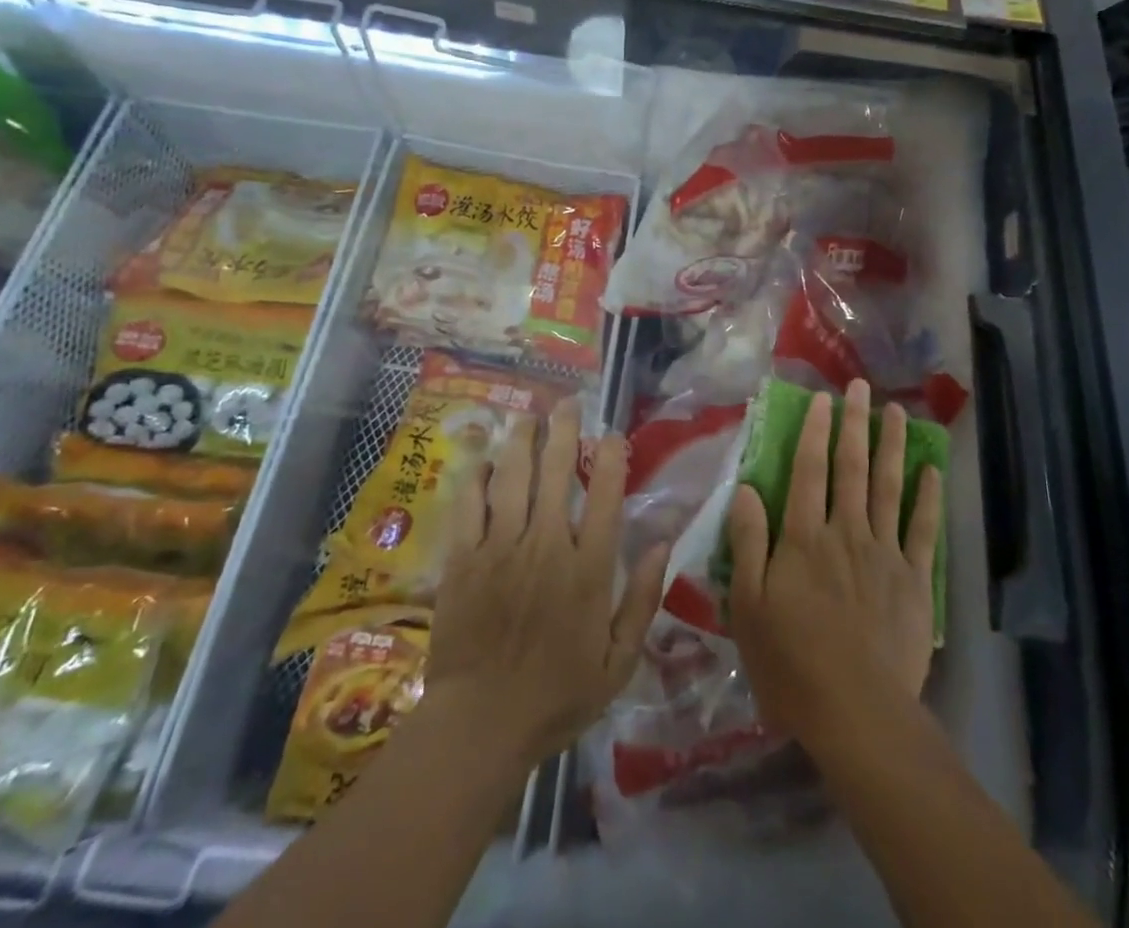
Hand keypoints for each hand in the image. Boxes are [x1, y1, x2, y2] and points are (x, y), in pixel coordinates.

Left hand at [425, 399, 668, 766]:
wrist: (480, 726)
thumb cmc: (557, 696)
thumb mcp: (619, 661)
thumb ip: (643, 599)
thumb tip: (664, 543)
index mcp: (588, 568)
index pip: (605, 495)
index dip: (610, 458)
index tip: (612, 434)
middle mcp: (546, 545)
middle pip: (556, 471)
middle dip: (564, 430)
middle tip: (567, 403)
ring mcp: (501, 548)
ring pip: (513, 477)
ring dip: (522, 441)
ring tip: (528, 416)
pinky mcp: (464, 559)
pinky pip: (470, 505)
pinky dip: (478, 478)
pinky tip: (484, 460)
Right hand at [727, 380, 942, 749]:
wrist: (857, 712)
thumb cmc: (791, 662)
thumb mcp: (748, 606)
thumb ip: (747, 542)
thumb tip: (745, 488)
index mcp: (804, 537)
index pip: (808, 470)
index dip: (814, 431)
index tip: (822, 398)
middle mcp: (846, 531)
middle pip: (851, 467)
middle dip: (855, 423)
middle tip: (861, 387)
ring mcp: (884, 553)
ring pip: (888, 487)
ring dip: (892, 446)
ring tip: (897, 412)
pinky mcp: (914, 580)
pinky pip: (922, 530)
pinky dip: (928, 498)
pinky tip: (932, 471)